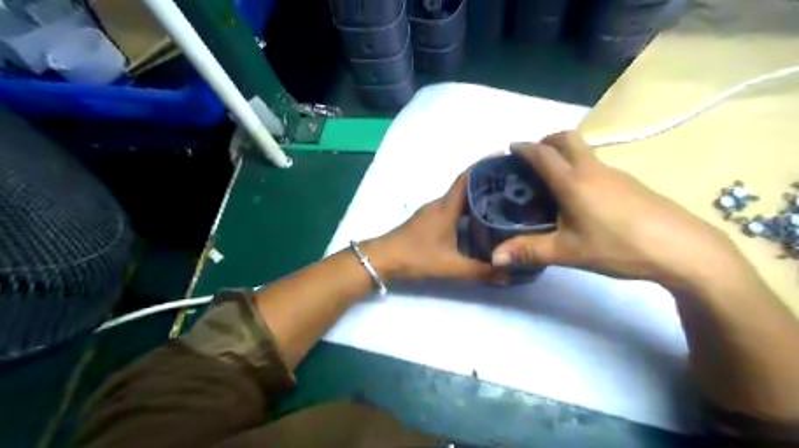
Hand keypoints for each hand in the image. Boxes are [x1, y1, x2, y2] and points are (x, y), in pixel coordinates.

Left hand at [369, 171, 497, 281]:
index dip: (484, 166)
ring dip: (477, 197)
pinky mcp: (428, 221)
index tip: (504, 159)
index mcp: (446, 207)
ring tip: (502, 202)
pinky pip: (452, 208)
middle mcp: (440, 204)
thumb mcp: (450, 266)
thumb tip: (508, 274)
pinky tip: (477, 221)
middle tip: (513, 186)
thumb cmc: (416, 256)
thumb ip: (479, 271)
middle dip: (488, 183)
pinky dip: (467, 209)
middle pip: (466, 186)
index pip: (467, 178)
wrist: (383, 258)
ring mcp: (432, 212)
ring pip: (459, 199)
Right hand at [495, 131, 749, 288]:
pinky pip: (597, 165)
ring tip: (551, 180)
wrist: (682, 249)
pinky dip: (580, 168)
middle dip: (547, 141)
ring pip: (584, 151)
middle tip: (532, 159)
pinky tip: (580, 197)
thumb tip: (494, 257)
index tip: (510, 147)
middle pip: (568, 139)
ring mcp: (615, 174)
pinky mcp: (630, 183)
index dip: (524, 148)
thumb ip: (529, 251)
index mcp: (573, 181)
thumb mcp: (567, 252)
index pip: (543, 154)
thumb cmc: (617, 246)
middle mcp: (593, 169)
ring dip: (564, 154)